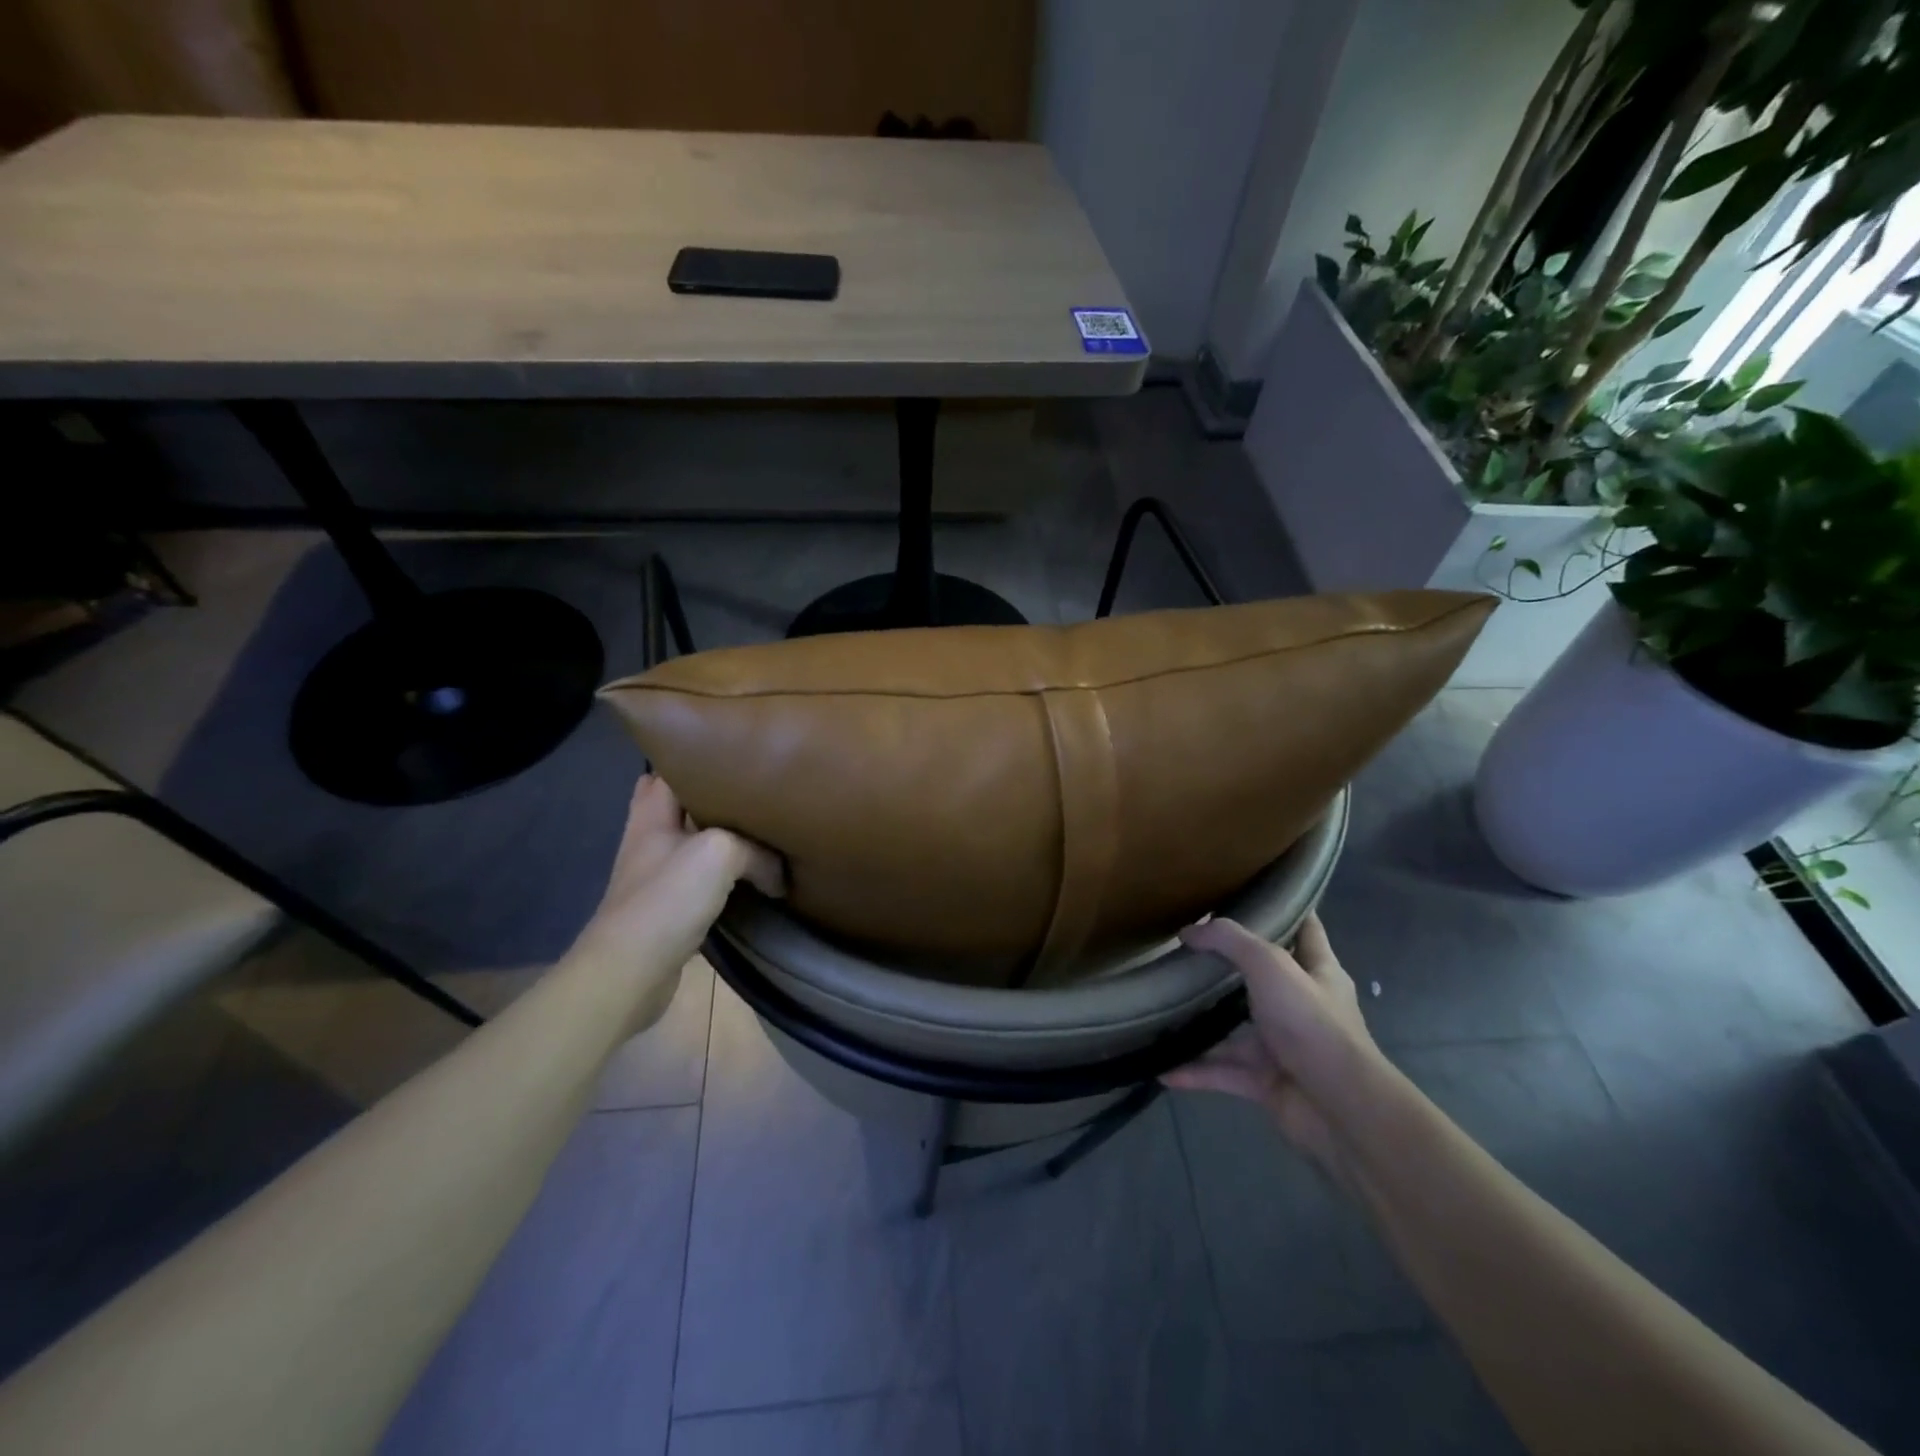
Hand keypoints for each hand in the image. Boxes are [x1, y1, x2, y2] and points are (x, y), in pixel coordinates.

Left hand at [569, 774, 783, 1029]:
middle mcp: (650, 840)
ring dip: (722, 839)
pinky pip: (701, 881)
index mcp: (652, 815)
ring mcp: (656, 876)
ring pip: (693, 844)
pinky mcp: (668, 909)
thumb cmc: (667, 899)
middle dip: (713, 798)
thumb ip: (756, 851)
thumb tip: (778, 875)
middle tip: (753, 793)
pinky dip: (724, 877)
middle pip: (680, 807)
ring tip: (761, 831)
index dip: (698, 758)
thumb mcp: (721, 853)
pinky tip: (752, 878)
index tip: (736, 753)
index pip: (669, 769)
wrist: (630, 972)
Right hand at [1163, 914, 1380, 1177]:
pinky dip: (1195, 1071)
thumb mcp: (1270, 965)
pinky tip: (1163, 1068)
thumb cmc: (1312, 1024)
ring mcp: (1284, 1046)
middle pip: (1263, 978)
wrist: (1340, 1110)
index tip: (1252, 892)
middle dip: (1229, 967)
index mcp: (1318, 972)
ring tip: (1165, 1009)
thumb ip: (1229, 941)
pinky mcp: (1268, 1082)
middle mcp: (1303, 1006)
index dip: (1286, 908)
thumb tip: (1188, 932)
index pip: (1306, 929)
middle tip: (1188, 949)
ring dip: (1204, 1024)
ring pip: (1236, 1030)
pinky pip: (1224, 1072)